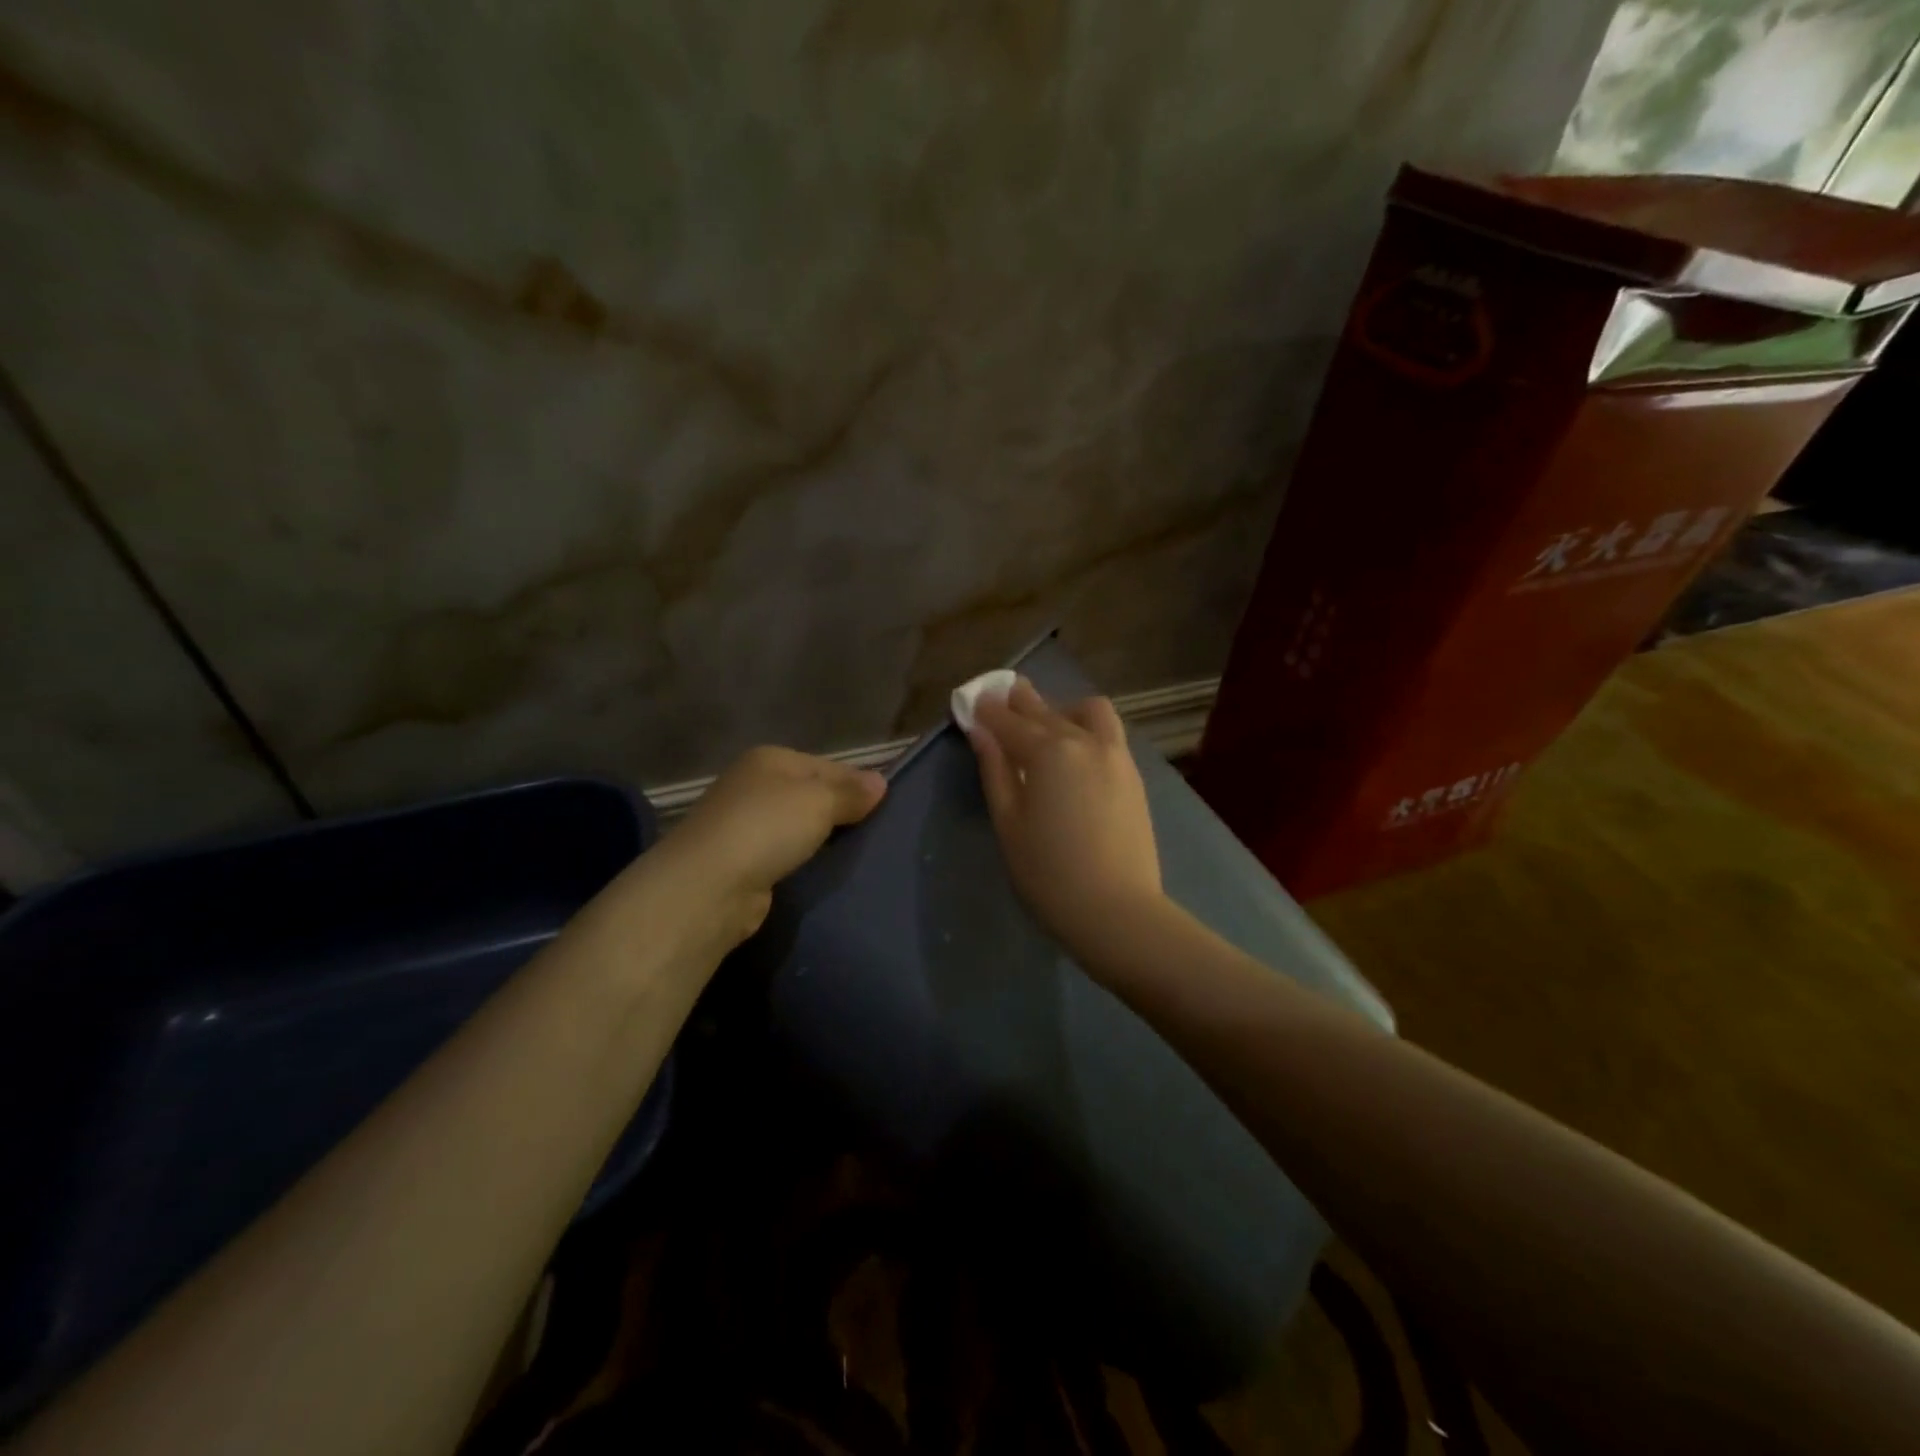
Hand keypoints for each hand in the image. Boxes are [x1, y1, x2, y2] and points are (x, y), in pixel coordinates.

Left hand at [652, 746, 886, 945]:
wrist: (708, 886)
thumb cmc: (767, 828)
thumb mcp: (819, 801)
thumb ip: (851, 792)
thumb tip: (880, 782)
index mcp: (770, 759)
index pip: (827, 765)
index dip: (857, 783)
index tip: (886, 806)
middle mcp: (753, 785)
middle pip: (810, 794)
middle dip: (839, 811)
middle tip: (875, 832)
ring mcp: (742, 824)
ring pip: (796, 825)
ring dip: (820, 838)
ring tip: (855, 854)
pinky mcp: (740, 861)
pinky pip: (783, 854)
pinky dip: (801, 861)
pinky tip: (821, 872)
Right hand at [968, 677, 1163, 959]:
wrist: (1117, 911)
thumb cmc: (1049, 874)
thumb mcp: (1008, 823)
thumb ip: (995, 770)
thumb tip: (980, 731)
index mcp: (1049, 752)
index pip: (1009, 721)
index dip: (987, 710)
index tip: (972, 700)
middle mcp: (1085, 741)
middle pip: (1046, 710)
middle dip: (1020, 702)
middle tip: (1000, 699)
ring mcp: (1116, 755)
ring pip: (1088, 712)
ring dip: (1062, 709)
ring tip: (1046, 727)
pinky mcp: (1133, 775)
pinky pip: (1107, 734)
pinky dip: (1085, 729)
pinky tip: (1074, 753)